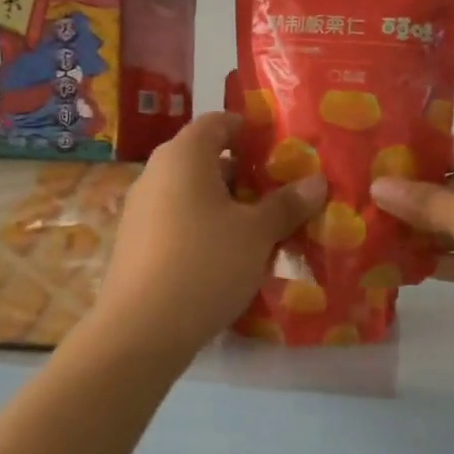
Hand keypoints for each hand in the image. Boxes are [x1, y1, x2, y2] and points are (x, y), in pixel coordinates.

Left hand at [94, 112, 325, 357]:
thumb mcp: (257, 233)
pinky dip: (205, 228)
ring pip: (192, 194)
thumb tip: (317, 181)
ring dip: (226, 204)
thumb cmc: (205, 263)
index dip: (249, 130)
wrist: (141, 330)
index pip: (217, 122)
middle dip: (244, 173)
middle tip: (281, 192)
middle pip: (205, 159)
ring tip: (263, 227)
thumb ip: (287, 204)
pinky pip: (178, 221)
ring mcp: (141, 210)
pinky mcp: (136, 244)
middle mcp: (156, 174)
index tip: (280, 148)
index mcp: (184, 156)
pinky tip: (230, 257)